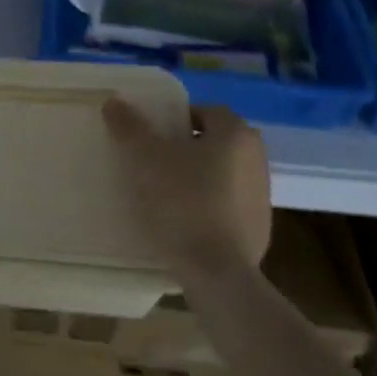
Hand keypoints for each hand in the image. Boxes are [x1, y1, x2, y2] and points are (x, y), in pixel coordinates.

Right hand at [102, 99, 271, 283]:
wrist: (216, 274)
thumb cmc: (183, 202)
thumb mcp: (145, 158)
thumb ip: (129, 126)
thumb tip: (114, 101)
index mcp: (236, 135)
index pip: (205, 111)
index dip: (175, 118)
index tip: (150, 135)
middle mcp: (257, 159)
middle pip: (214, 142)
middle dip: (185, 147)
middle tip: (152, 160)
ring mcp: (262, 197)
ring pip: (221, 174)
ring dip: (196, 177)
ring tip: (163, 192)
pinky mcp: (259, 231)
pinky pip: (226, 206)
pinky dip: (206, 206)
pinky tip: (181, 222)